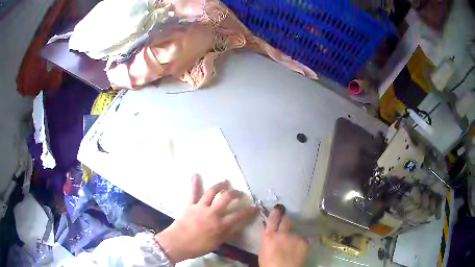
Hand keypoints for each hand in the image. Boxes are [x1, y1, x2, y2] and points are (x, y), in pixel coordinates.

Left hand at [155, 174, 256, 263]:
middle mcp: (212, 213)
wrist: (177, 243)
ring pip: (212, 192)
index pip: (239, 215)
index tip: (255, 207)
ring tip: (226, 181)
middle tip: (240, 193)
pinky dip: (194, 183)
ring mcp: (200, 207)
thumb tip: (237, 225)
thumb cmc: (198, 246)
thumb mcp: (217, 243)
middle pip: (226, 198)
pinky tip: (196, 174)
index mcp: (220, 225)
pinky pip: (193, 193)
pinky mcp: (190, 205)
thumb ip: (227, 233)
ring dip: (220, 185)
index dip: (249, 211)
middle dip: (235, 193)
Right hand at [259, 205, 308, 266]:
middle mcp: (283, 233)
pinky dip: (299, 242)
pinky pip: (302, 239)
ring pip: (295, 230)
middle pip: (286, 220)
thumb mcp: (263, 250)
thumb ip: (267, 238)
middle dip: (286, 219)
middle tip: (285, 221)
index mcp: (269, 236)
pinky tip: (297, 249)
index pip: (273, 219)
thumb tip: (268, 229)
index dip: (276, 212)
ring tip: (291, 243)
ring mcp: (295, 237)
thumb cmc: (268, 263)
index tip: (278, 208)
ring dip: (293, 234)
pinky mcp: (304, 242)